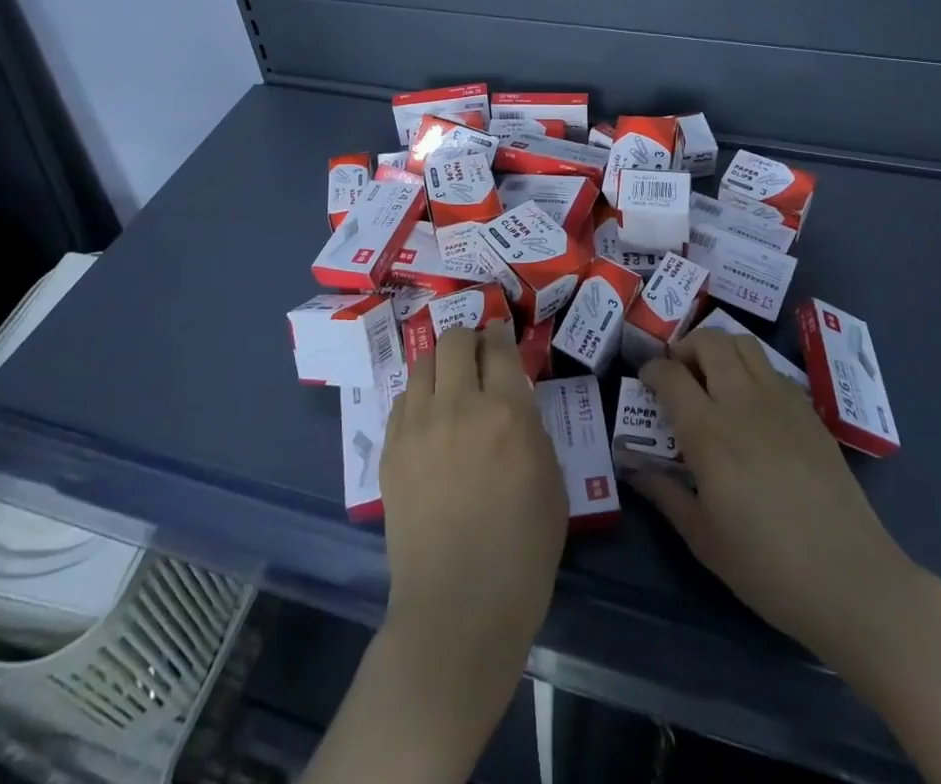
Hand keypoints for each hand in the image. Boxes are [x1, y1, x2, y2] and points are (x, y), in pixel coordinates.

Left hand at [380, 321, 566, 683]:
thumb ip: (531, 425)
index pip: (498, 346)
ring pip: (422, 363)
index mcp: (506, 411)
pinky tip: (428, 418)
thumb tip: (513, 399)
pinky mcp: (390, 450)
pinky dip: (418, 397)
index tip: (501, 335)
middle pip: (453, 340)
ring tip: (449, 382)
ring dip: (440, 363)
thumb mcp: (550, 478)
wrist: (459, 606)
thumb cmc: (522, 549)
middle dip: (468, 339)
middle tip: (477, 356)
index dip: (500, 333)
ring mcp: (418, 426)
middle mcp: (458, 405)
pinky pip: (402, 400)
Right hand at [635, 328, 925, 663]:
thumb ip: (666, 495)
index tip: (645, 382)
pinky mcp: (809, 411)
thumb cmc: (769, 569)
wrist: (852, 581)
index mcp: (709, 433)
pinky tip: (751, 405)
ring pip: (744, 343)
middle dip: (684, 348)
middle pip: (709, 342)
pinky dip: (752, 370)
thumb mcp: (704, 540)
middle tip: (678, 375)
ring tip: (713, 379)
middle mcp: (743, 402)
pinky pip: (772, 369)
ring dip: (720, 350)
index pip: (670, 375)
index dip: (651, 371)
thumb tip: (635, 468)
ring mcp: (781, 401)